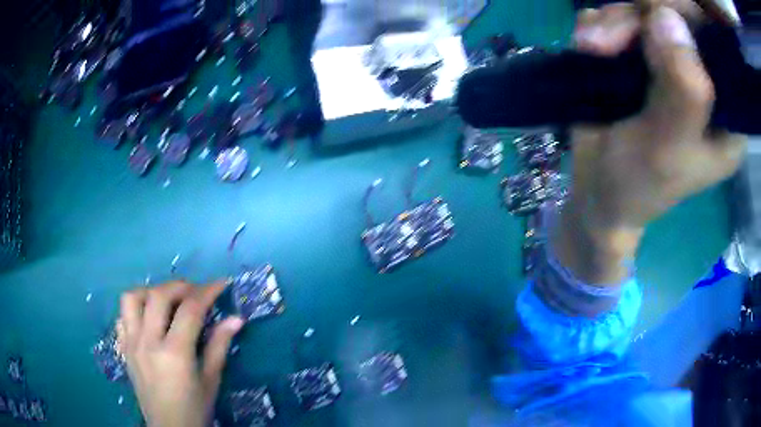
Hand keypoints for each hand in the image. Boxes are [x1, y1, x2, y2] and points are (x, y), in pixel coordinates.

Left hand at [118, 281, 243, 426]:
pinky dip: (134, 310)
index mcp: (175, 353)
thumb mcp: (211, 380)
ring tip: (166, 300)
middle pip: (159, 295)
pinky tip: (147, 319)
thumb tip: (236, 319)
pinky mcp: (123, 349)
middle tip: (196, 291)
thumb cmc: (195, 408)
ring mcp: (131, 344)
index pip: (190, 310)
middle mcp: (148, 342)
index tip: (221, 284)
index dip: (207, 292)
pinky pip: (122, 317)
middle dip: (181, 286)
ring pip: (132, 299)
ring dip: (150, 292)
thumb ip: (219, 346)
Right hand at [553, 0, 745, 283]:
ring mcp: (669, 62)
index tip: (660, 25)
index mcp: (725, 115)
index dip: (692, 22)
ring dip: (614, 23)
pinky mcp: (640, 54)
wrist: (595, 189)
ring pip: (646, 10)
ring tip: (592, 48)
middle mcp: (703, 81)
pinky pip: (620, 16)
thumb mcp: (667, 150)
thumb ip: (683, 93)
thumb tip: (670, 18)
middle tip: (607, 43)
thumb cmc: (637, 185)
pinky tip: (589, 47)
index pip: (719, 49)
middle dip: (642, 19)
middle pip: (679, 17)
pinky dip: (599, 25)